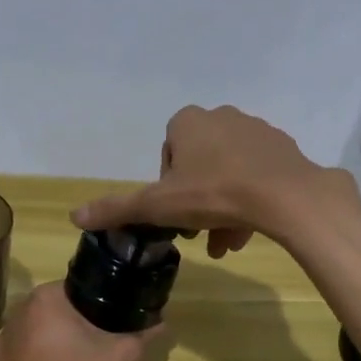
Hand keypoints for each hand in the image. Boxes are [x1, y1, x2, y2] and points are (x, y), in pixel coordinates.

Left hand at [0, 283, 159, 360]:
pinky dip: (42, 354)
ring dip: (61, 336)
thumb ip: (146, 335)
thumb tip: (163, 323)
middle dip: (83, 319)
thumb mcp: (122, 358)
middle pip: (62, 306)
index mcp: (46, 296)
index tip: (117, 318)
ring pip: (44, 326)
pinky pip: (28, 346)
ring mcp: (5, 334)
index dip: (103, 301)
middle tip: (104, 341)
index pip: (82, 287)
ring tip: (81, 358)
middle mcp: (20, 307)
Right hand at [72, 105, 360, 253]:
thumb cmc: (215, 193)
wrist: (285, 196)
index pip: (168, 154)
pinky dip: (250, 199)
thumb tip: (74, 216)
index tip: (175, 214)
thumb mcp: (159, 206)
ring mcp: (256, 130)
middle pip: (199, 167)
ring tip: (226, 243)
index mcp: (189, 122)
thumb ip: (118, 208)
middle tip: (201, 234)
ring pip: (229, 174)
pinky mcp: (283, 149)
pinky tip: (251, 228)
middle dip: (197, 204)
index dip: (167, 188)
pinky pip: (257, 174)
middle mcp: (222, 116)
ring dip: (223, 209)